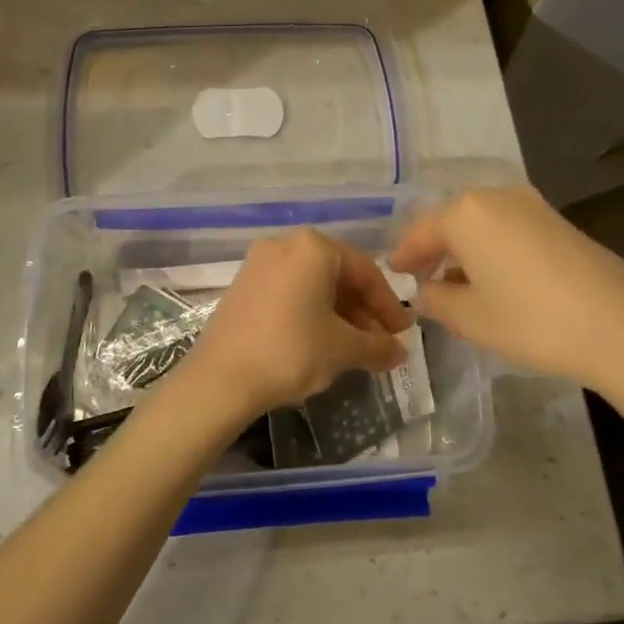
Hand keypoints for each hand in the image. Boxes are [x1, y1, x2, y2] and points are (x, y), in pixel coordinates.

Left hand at [184, 228, 412, 419]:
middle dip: (363, 311)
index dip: (388, 306)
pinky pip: (289, 292)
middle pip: (338, 276)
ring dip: (339, 314)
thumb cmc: (291, 352)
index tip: (403, 335)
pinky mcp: (243, 285)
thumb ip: (377, 346)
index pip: (366, 272)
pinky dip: (311, 312)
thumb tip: (399, 352)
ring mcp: (259, 263)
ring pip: (313, 285)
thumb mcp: (343, 349)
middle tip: (381, 344)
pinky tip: (321, 342)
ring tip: (355, 349)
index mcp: (314, 247)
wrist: (220, 379)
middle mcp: (286, 244)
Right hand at [387, 186, 623, 388]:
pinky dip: (494, 250)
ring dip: (466, 251)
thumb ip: (436, 300)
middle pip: (453, 222)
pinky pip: (511, 231)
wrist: (620, 326)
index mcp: (466, 213)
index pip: (421, 232)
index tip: (395, 273)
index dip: (405, 255)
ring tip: (458, 285)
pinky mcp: (560, 223)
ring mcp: (534, 207)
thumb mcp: (470, 317)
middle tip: (423, 279)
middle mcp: (498, 197)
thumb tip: (425, 292)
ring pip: (484, 225)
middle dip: (436, 250)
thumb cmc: (530, 319)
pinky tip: (497, 281)